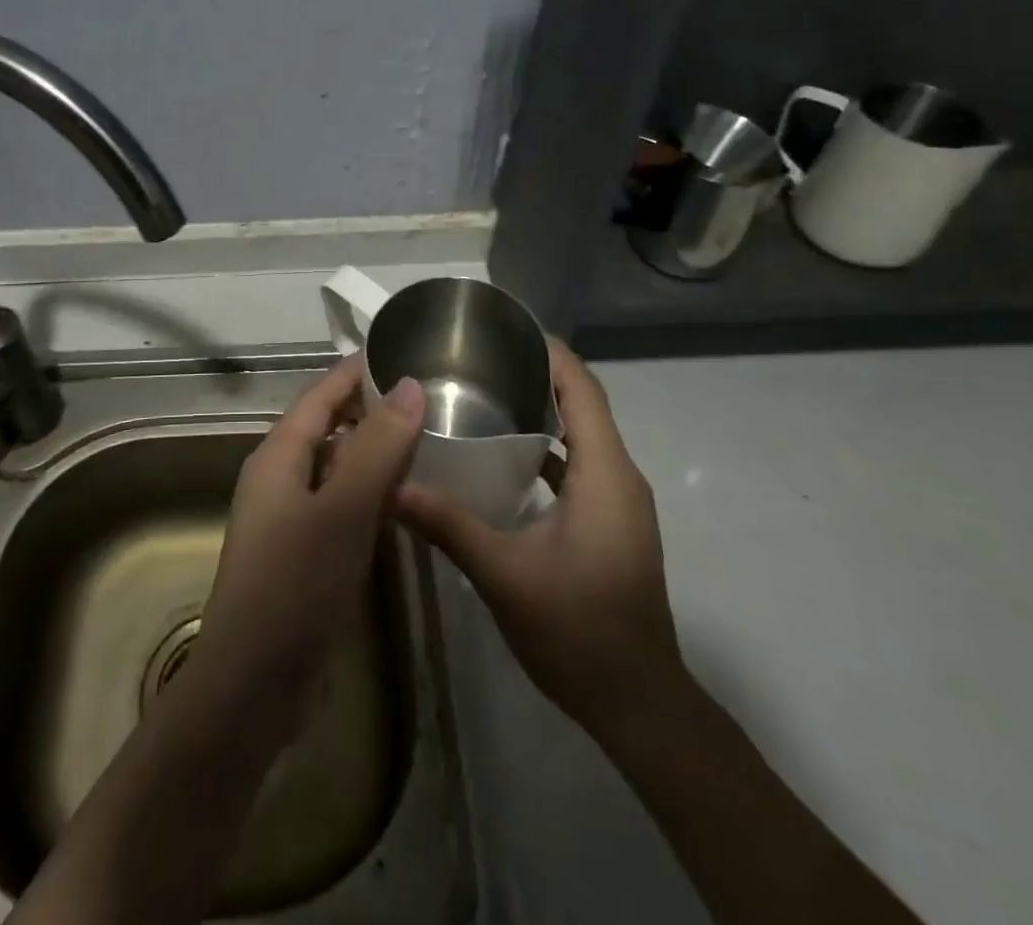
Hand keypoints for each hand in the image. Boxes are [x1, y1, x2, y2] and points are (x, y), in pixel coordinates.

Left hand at [187, 357, 424, 730]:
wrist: (252, 686)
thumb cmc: (293, 586)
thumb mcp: (342, 510)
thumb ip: (378, 446)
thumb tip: (411, 385)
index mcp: (278, 456)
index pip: (320, 395)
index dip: (355, 371)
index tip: (398, 350)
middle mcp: (280, 478)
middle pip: (328, 427)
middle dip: (371, 409)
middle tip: (427, 397)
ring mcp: (291, 518)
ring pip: (338, 468)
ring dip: (374, 451)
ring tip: (426, 439)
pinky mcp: (305, 553)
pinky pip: (341, 505)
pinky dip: (371, 493)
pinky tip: (404, 499)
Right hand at [396, 339, 685, 744]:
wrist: (639, 704)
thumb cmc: (578, 630)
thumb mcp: (504, 575)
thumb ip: (449, 524)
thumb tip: (393, 487)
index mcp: (605, 474)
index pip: (582, 389)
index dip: (550, 352)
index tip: (504, 329)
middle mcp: (619, 477)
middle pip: (582, 405)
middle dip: (536, 374)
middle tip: (477, 360)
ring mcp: (618, 502)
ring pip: (581, 436)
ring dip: (541, 411)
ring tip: (482, 395)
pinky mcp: (610, 523)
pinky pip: (579, 466)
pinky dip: (546, 448)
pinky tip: (501, 456)